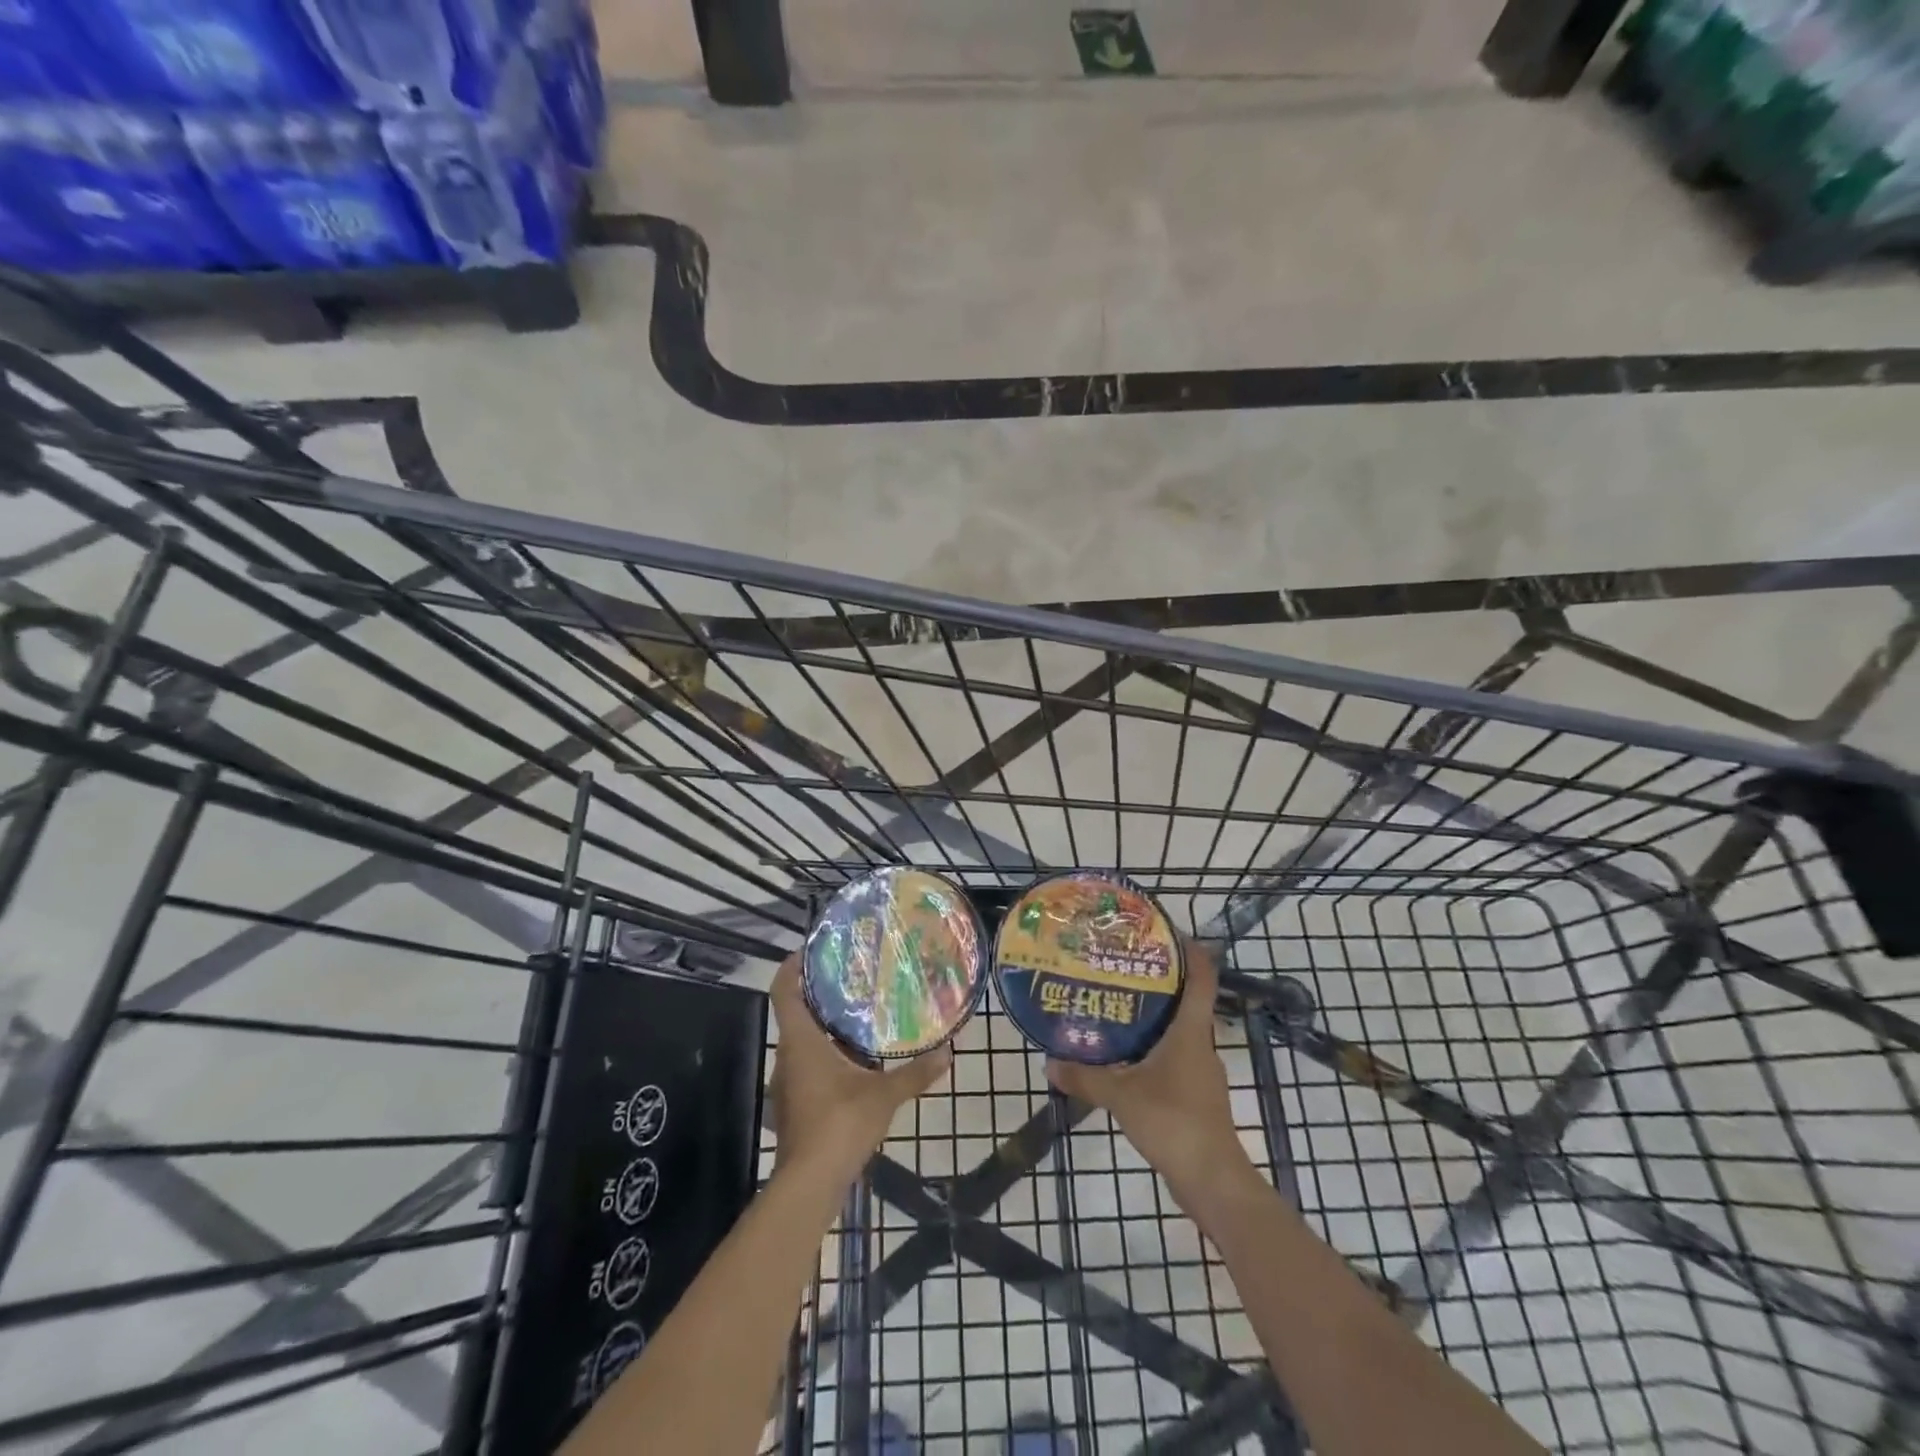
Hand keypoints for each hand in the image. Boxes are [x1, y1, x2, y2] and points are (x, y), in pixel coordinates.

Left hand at [768, 954, 951, 1177]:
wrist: (810, 1184)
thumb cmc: (840, 1125)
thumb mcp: (883, 1095)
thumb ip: (916, 1072)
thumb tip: (949, 1052)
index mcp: (801, 1043)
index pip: (783, 992)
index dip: (792, 968)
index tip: (811, 951)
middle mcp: (787, 1057)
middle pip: (795, 1015)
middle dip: (818, 996)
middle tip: (850, 980)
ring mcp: (788, 1084)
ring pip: (802, 1044)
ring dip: (824, 1029)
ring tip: (858, 1018)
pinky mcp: (794, 1106)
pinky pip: (808, 1068)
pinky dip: (826, 1058)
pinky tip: (855, 1064)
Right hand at [1044, 942, 1254, 1193]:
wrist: (1213, 1181)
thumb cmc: (1173, 1122)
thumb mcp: (1121, 1096)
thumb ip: (1085, 1077)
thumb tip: (1050, 1062)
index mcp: (1191, 1031)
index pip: (1202, 976)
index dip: (1190, 950)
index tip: (1165, 933)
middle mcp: (1200, 1044)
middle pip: (1186, 1000)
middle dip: (1157, 981)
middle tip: (1120, 968)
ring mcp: (1201, 1072)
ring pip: (1178, 1031)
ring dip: (1153, 1017)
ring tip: (1115, 1008)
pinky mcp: (1196, 1096)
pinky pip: (1173, 1058)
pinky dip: (1152, 1050)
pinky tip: (1125, 1058)